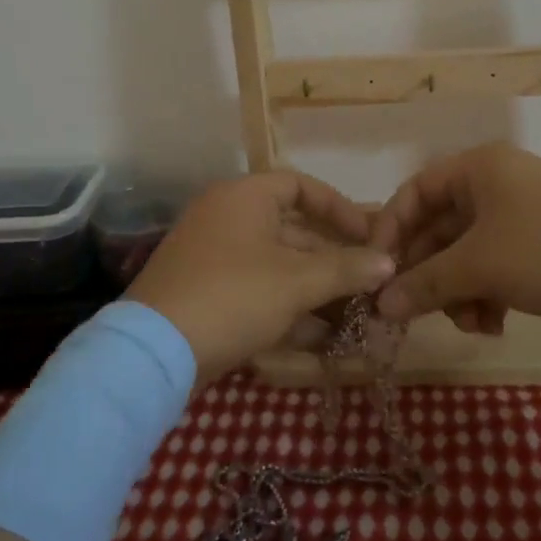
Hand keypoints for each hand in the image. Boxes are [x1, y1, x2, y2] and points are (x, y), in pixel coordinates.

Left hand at [124, 171, 395, 383]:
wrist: (153, 353)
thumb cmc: (233, 296)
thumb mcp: (296, 282)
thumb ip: (346, 269)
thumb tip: (388, 262)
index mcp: (244, 197)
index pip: (301, 187)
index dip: (339, 209)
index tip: (369, 236)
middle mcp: (227, 218)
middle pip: (292, 231)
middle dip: (333, 262)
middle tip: (368, 285)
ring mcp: (212, 258)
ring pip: (277, 268)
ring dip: (315, 292)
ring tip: (355, 320)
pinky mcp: (205, 295)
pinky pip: (257, 293)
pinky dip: (288, 311)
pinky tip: (322, 342)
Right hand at [368, 142, 540, 331]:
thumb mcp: (480, 266)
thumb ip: (424, 284)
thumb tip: (379, 305)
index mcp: (477, 169)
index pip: (415, 192)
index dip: (390, 230)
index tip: (375, 272)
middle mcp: (494, 185)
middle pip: (439, 228)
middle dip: (430, 274)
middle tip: (414, 314)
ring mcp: (520, 216)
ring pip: (466, 254)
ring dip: (459, 291)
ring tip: (470, 323)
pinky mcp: (540, 246)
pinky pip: (494, 267)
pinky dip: (487, 294)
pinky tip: (494, 325)